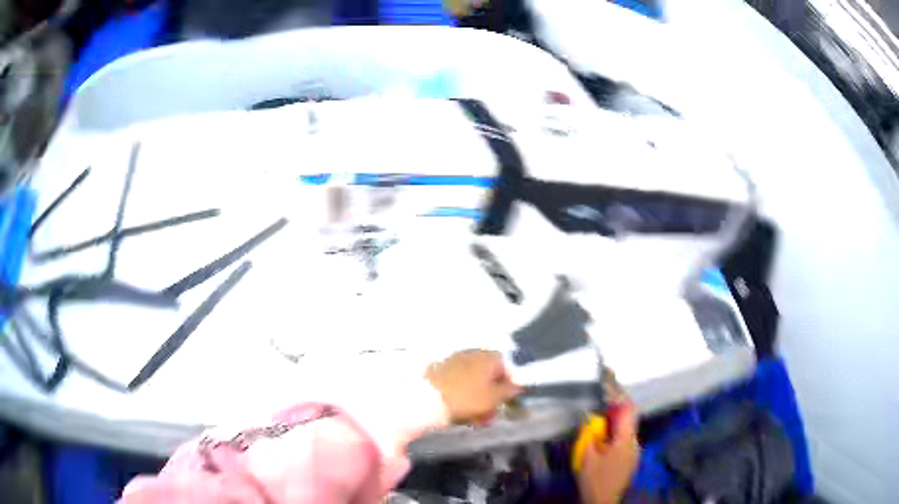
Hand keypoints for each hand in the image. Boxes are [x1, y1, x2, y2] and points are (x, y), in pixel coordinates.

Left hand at [425, 350, 520, 424]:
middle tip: (492, 415)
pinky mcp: (437, 372)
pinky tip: (461, 413)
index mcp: (487, 356)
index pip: (506, 366)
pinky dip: (462, 396)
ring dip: (478, 399)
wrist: (426, 401)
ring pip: (472, 381)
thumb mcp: (494, 398)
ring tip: (477, 420)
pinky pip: (457, 384)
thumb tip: (518, 384)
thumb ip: (509, 390)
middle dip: (492, 396)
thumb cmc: (466, 398)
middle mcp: (470, 353)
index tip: (508, 401)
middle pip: (488, 375)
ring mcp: (452, 361)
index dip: (509, 384)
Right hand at [576, 401, 639, 503]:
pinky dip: (616, 435)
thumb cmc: (594, 479)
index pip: (627, 410)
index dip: (618, 396)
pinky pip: (625, 440)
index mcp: (626, 440)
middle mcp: (635, 442)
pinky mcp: (631, 459)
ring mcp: (635, 452)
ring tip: (599, 424)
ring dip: (614, 424)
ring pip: (627, 430)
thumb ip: (589, 433)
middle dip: (614, 411)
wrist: (603, 501)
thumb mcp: (587, 457)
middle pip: (628, 419)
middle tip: (599, 406)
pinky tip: (604, 441)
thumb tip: (588, 415)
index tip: (607, 385)